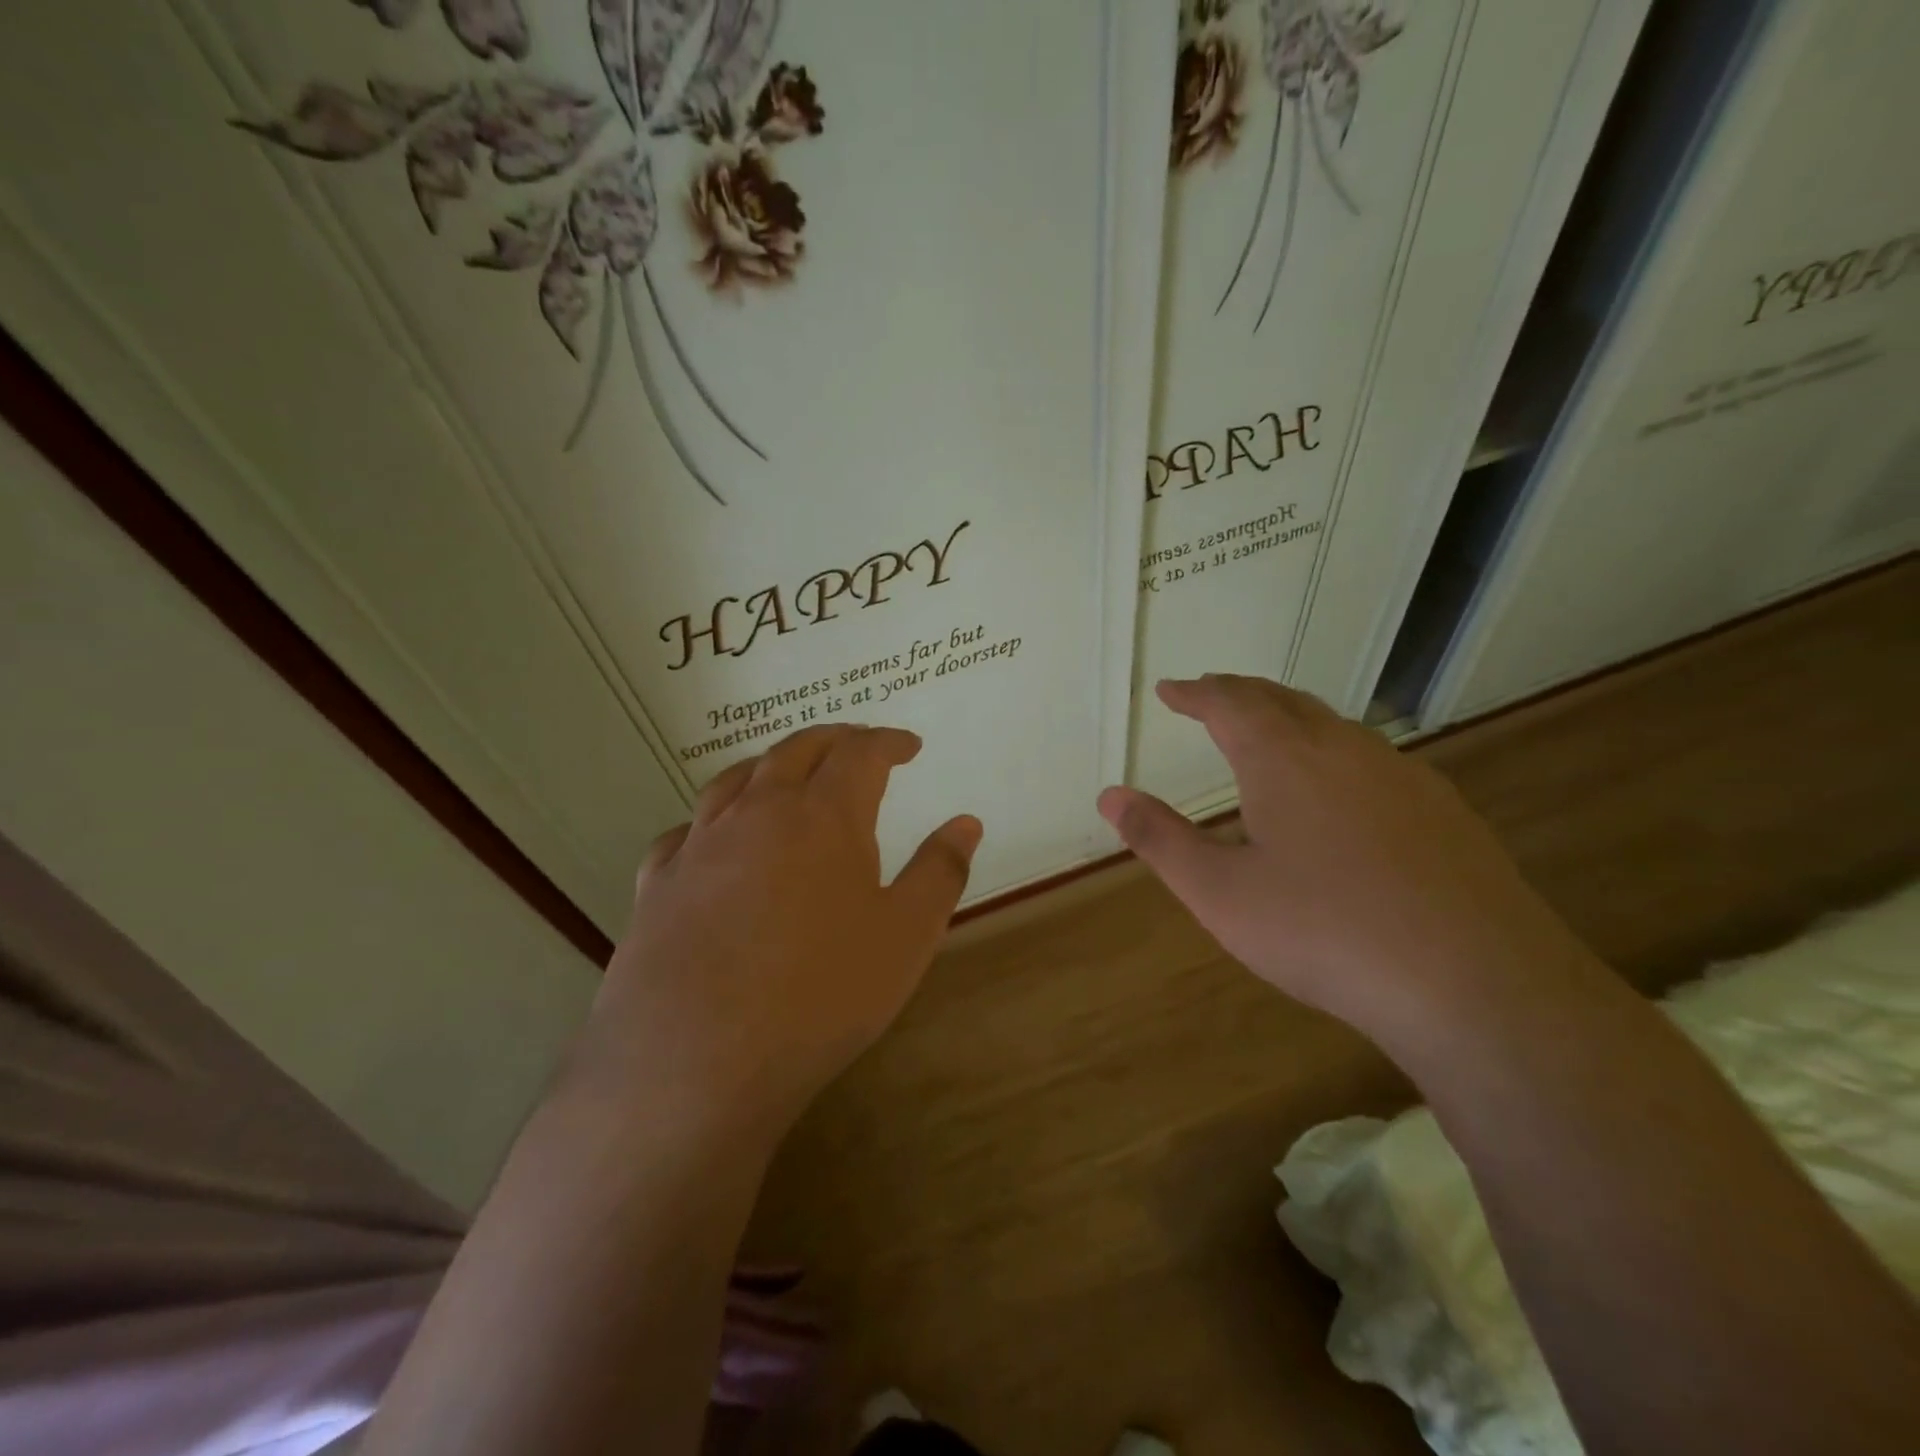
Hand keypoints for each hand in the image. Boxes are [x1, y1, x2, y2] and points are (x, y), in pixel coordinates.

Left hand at [573, 724, 980, 1136]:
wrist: (696, 1059)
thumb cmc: (821, 994)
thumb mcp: (906, 937)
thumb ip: (940, 872)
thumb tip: (966, 822)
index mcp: (823, 815)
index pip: (861, 753)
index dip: (888, 742)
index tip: (909, 747)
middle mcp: (758, 812)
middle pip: (796, 751)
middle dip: (833, 740)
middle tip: (856, 746)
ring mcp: (700, 843)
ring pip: (736, 779)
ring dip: (771, 765)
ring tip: (788, 774)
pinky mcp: (657, 882)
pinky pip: (687, 830)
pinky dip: (713, 820)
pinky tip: (715, 841)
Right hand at [1098, 674, 1586, 1034]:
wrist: (1475, 981)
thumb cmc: (1323, 931)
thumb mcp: (1219, 893)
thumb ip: (1160, 838)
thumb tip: (1109, 794)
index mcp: (1282, 758)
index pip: (1229, 704)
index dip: (1195, 694)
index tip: (1170, 689)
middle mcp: (1342, 748)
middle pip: (1283, 700)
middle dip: (1240, 693)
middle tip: (1211, 694)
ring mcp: (1401, 774)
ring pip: (1333, 725)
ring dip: (1290, 717)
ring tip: (1267, 730)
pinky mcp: (1444, 809)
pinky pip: (1372, 757)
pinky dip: (1334, 750)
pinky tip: (1340, 787)